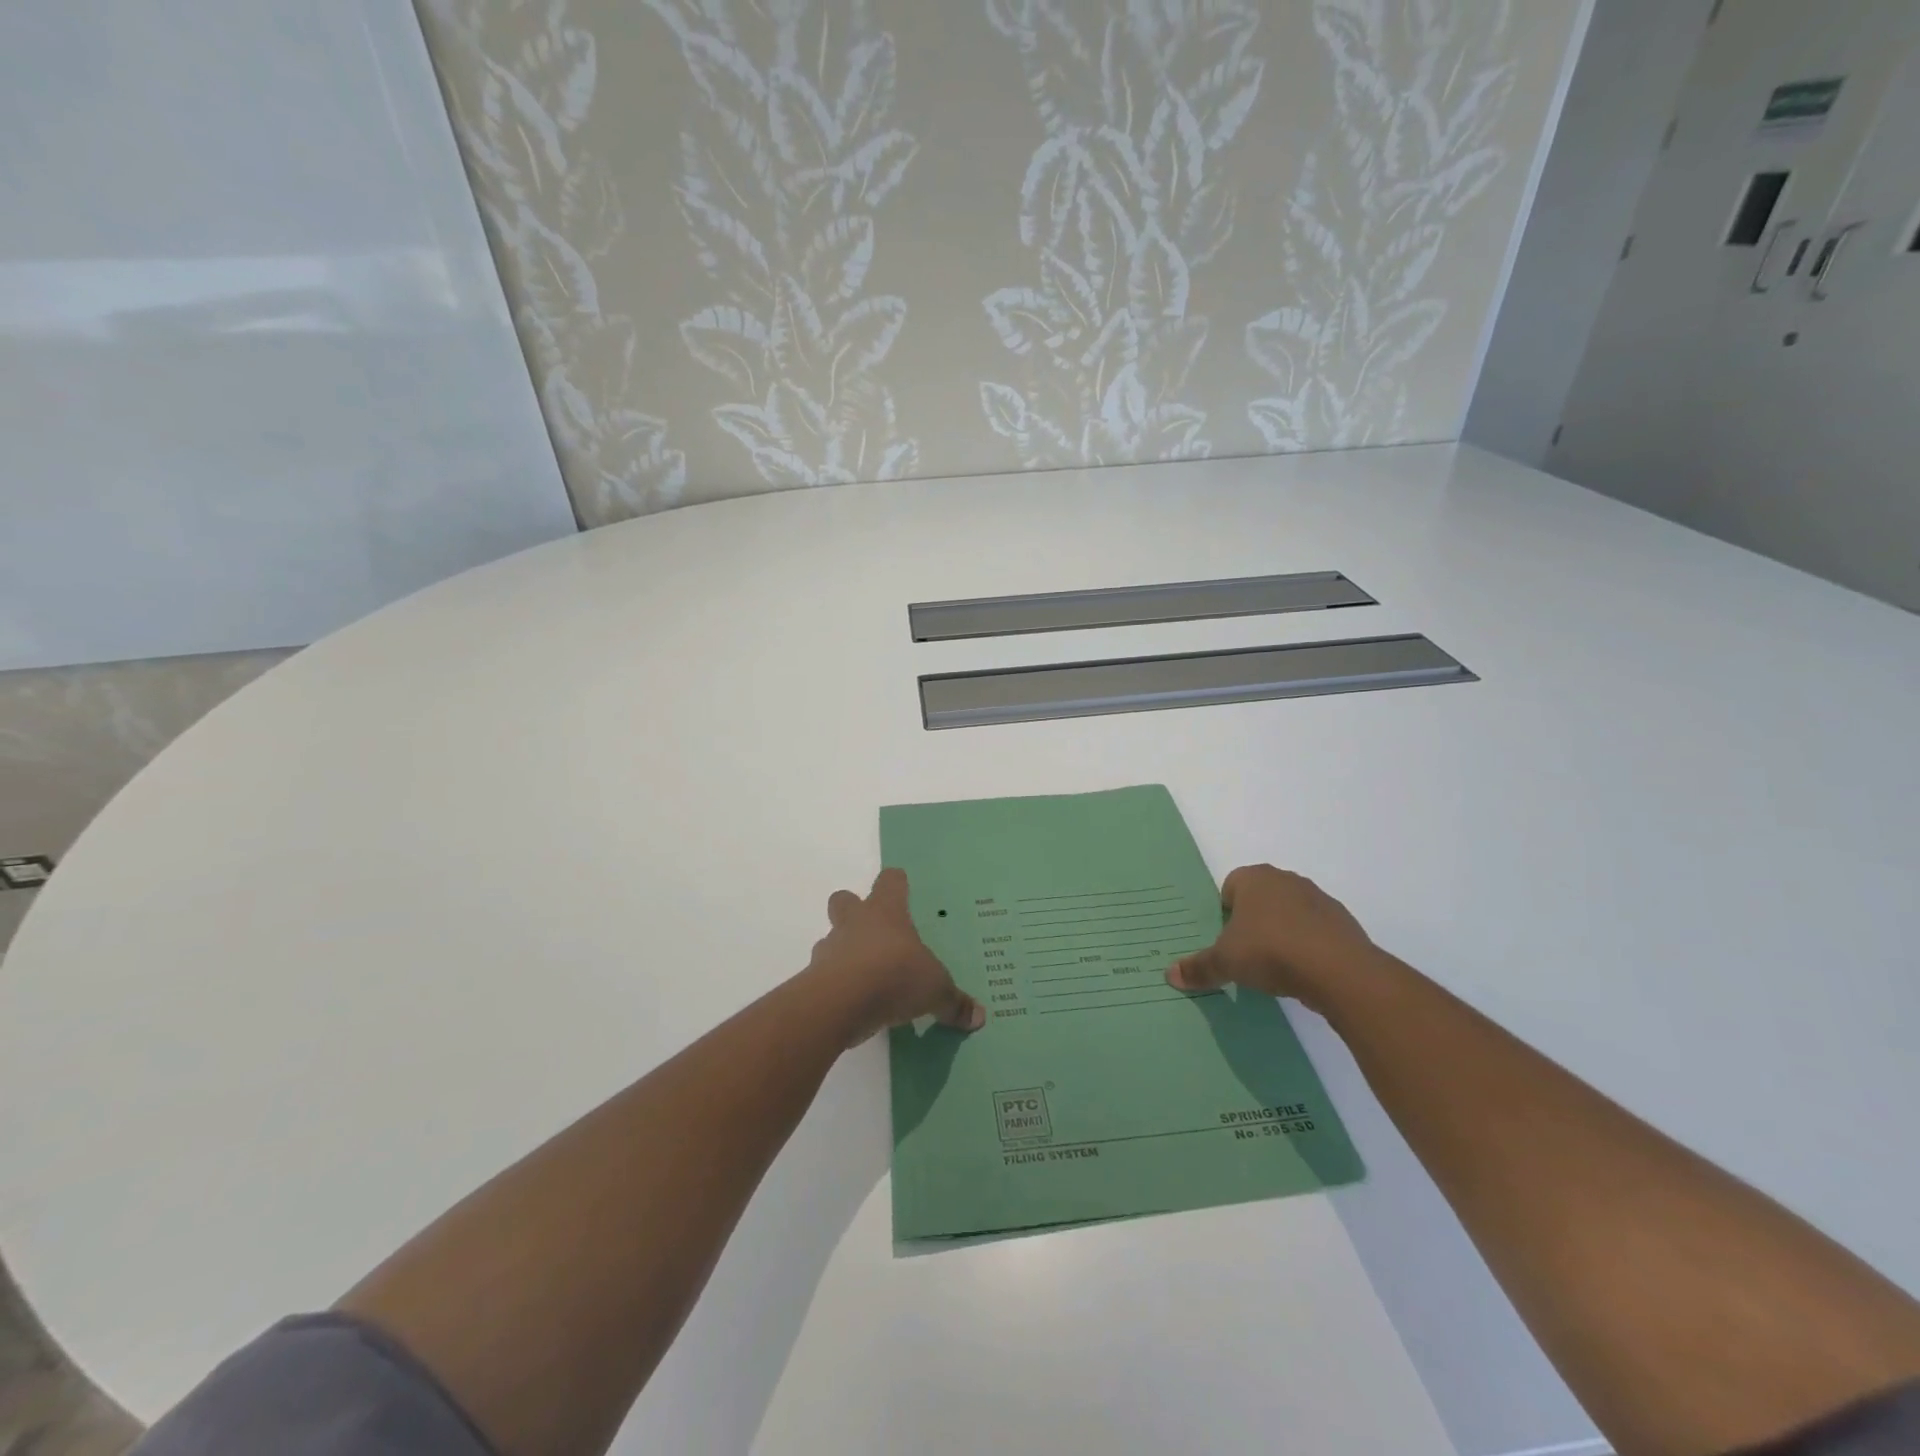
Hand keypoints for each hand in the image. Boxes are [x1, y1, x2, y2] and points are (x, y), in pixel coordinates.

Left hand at [806, 868, 984, 1043]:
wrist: (839, 1002)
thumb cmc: (894, 976)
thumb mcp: (936, 990)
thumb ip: (954, 1002)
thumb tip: (979, 1017)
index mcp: (886, 912)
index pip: (890, 881)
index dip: (896, 884)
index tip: (902, 889)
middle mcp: (855, 922)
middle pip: (845, 900)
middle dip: (854, 910)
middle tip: (874, 932)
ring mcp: (830, 949)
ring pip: (831, 939)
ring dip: (844, 953)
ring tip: (867, 978)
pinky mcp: (813, 979)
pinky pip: (825, 975)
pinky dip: (837, 986)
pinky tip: (855, 1005)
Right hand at [1165, 865, 1378, 1014]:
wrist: (1339, 971)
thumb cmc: (1271, 951)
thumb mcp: (1225, 962)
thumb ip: (1199, 967)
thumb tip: (1170, 975)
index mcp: (1254, 878)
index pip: (1229, 886)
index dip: (1224, 912)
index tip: (1224, 939)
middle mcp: (1286, 880)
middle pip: (1260, 898)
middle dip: (1252, 922)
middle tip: (1245, 952)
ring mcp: (1319, 900)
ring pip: (1289, 914)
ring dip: (1281, 934)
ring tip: (1275, 967)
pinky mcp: (1343, 923)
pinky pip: (1315, 932)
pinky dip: (1307, 947)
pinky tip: (1302, 972)